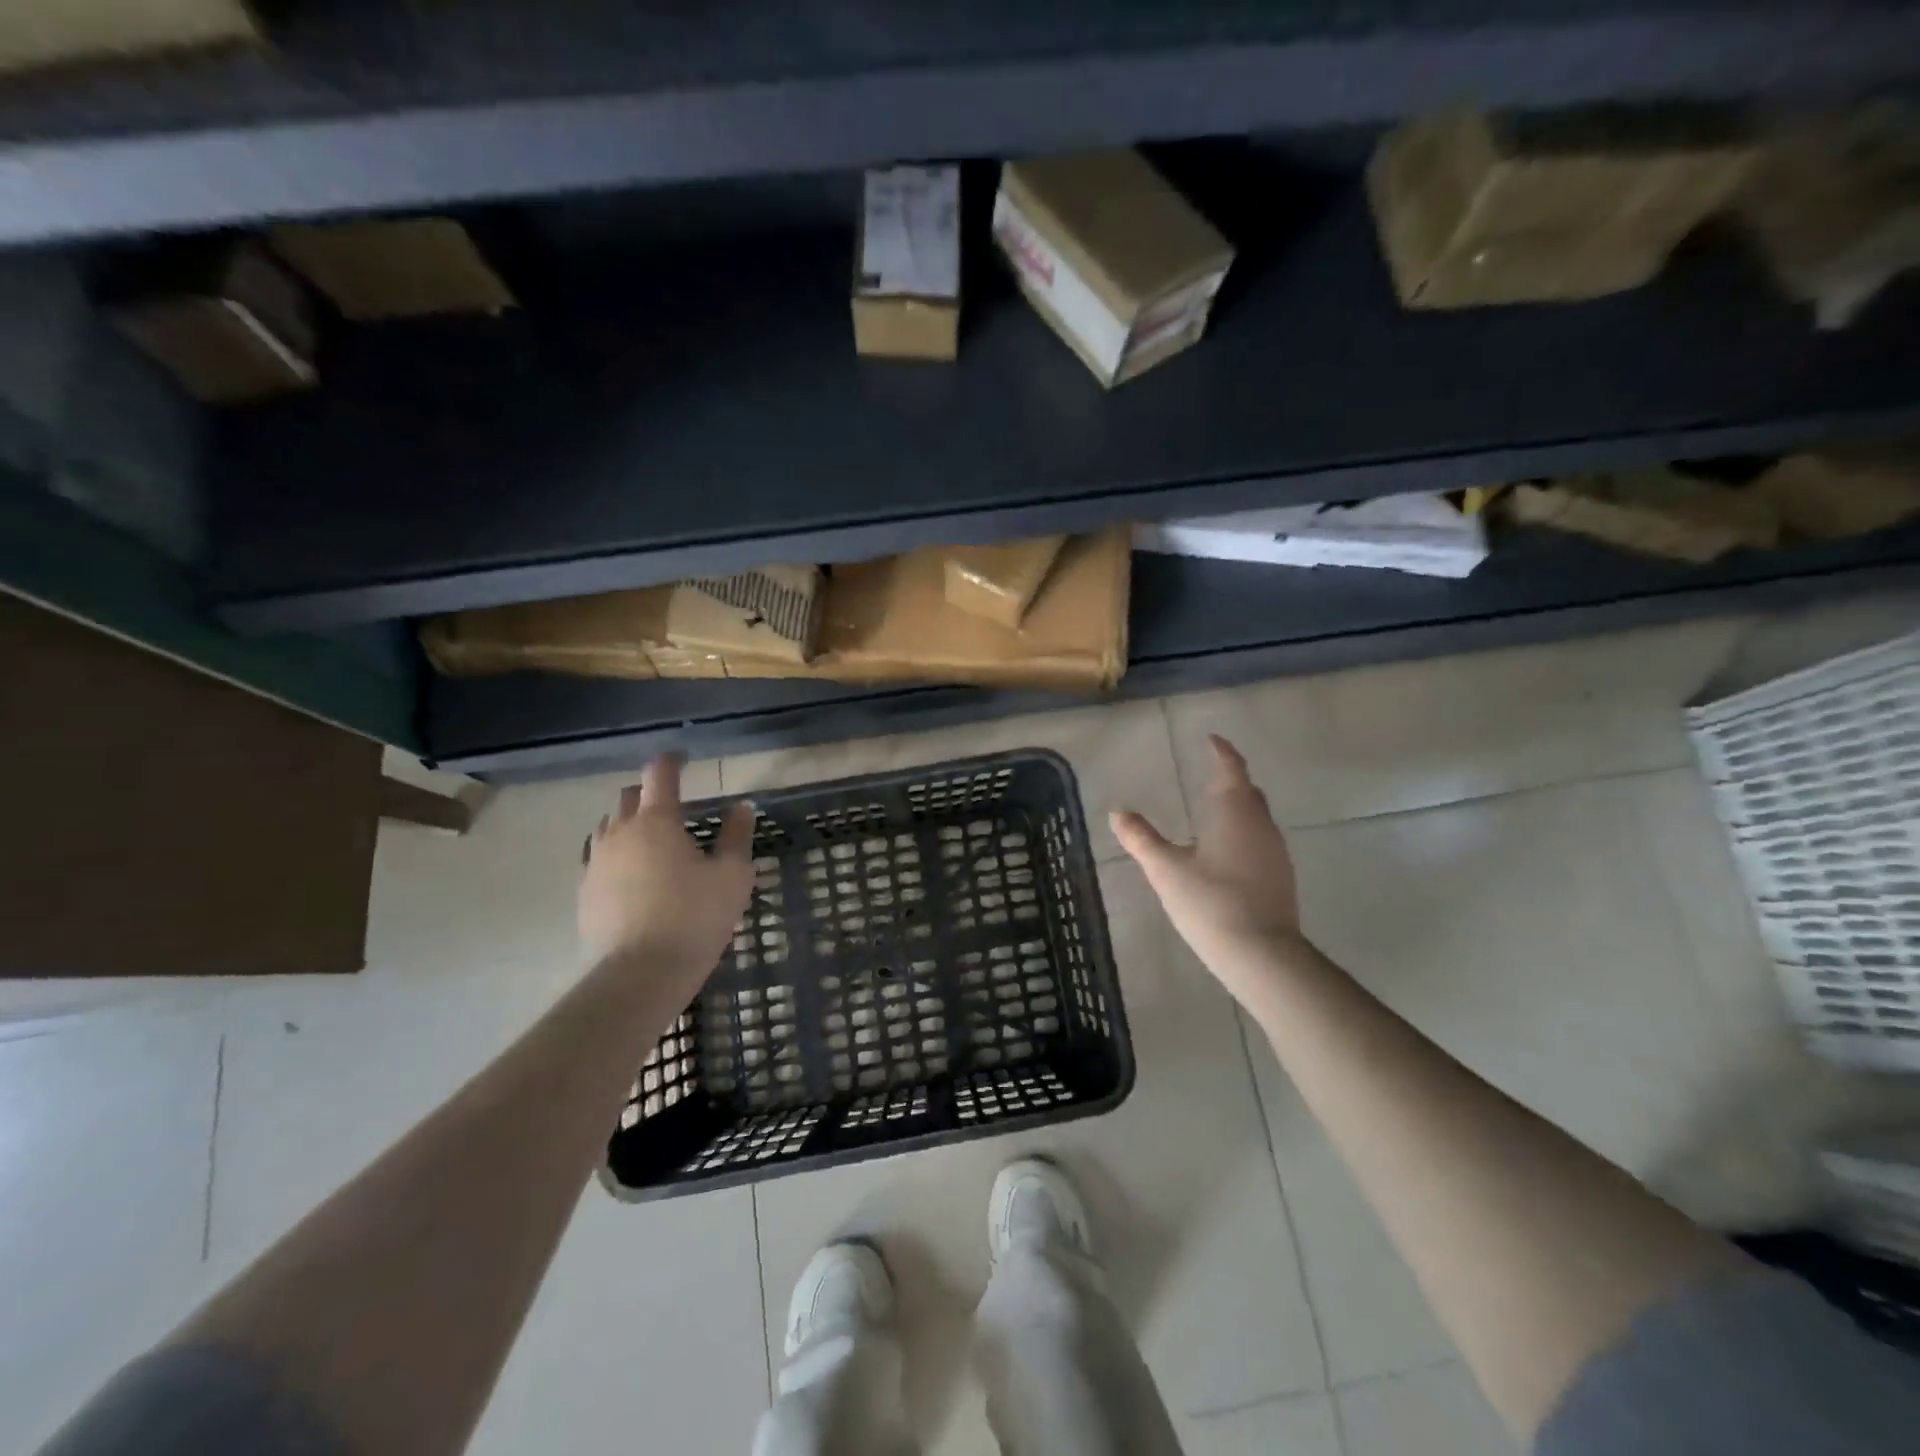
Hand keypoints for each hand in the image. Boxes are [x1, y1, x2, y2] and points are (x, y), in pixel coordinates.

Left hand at [579, 753, 756, 974]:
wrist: (639, 974)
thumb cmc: (695, 917)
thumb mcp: (732, 875)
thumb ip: (736, 836)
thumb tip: (740, 807)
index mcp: (657, 821)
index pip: (659, 775)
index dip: (671, 761)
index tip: (682, 758)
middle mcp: (620, 833)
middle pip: (628, 798)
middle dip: (649, 792)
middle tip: (672, 803)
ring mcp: (596, 863)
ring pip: (608, 827)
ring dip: (628, 823)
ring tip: (650, 839)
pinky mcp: (585, 893)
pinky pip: (599, 859)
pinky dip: (617, 855)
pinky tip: (632, 875)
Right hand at [1111, 735, 1308, 1002]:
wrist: (1261, 954)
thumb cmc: (1210, 902)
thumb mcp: (1166, 870)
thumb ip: (1141, 838)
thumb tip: (1117, 812)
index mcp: (1234, 812)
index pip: (1231, 770)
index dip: (1222, 752)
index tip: (1211, 740)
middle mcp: (1260, 825)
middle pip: (1248, 792)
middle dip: (1231, 780)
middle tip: (1211, 774)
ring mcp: (1275, 852)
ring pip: (1257, 817)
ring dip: (1238, 808)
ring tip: (1214, 811)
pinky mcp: (1280, 878)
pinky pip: (1261, 841)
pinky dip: (1244, 833)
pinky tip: (1227, 852)